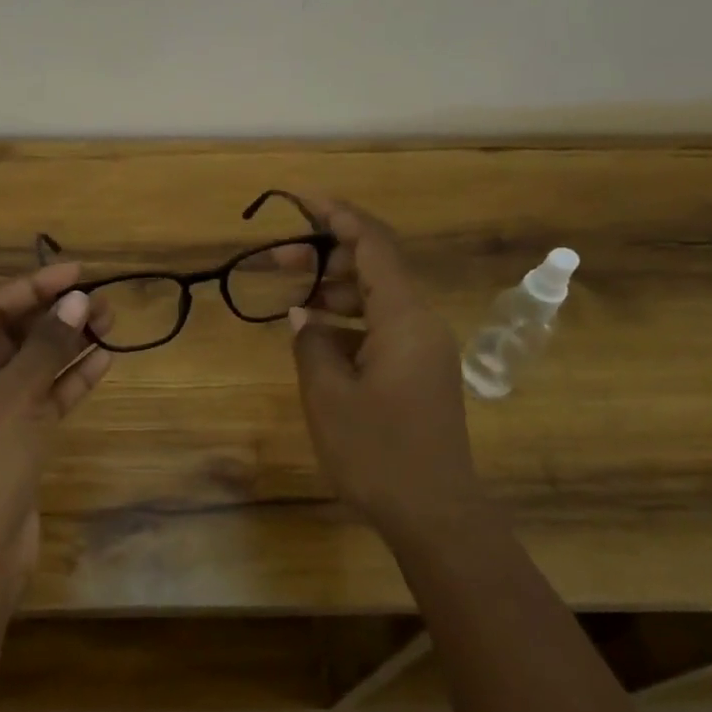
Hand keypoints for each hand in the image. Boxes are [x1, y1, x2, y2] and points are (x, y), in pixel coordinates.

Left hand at [0, 263, 112, 584]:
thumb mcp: (13, 397)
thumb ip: (47, 345)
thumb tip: (79, 300)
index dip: (32, 287)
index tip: (76, 272)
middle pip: (9, 335)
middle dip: (54, 317)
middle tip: (102, 302)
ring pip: (29, 367)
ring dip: (66, 346)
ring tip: (110, 324)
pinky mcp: (11, 440)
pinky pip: (41, 398)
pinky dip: (68, 381)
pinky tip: (102, 361)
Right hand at [288, 200, 478, 542]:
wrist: (434, 512)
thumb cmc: (378, 452)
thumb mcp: (328, 395)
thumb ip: (311, 343)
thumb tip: (304, 314)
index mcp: (404, 319)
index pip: (373, 244)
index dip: (337, 215)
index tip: (300, 199)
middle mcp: (421, 323)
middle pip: (375, 266)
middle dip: (327, 253)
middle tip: (276, 258)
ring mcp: (423, 348)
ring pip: (378, 298)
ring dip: (335, 289)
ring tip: (291, 297)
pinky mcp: (419, 372)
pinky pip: (382, 327)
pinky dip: (348, 321)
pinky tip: (317, 334)